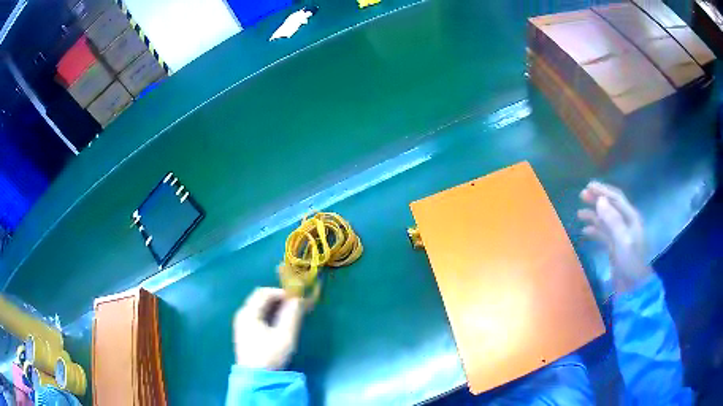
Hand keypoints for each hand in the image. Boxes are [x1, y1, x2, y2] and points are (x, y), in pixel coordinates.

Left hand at [233, 287, 303, 369]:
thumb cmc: (269, 355)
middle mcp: (242, 314)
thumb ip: (292, 315)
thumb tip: (298, 299)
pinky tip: (279, 324)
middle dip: (278, 299)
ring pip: (258, 308)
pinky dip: (269, 315)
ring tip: (290, 314)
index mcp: (248, 313)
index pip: (263, 293)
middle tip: (295, 306)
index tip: (295, 298)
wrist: (256, 377)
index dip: (280, 292)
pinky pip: (257, 316)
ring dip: (274, 307)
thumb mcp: (284, 335)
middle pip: (260, 299)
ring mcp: (242, 324)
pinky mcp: (244, 332)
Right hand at [577, 182, 652, 292]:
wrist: (634, 288)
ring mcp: (620, 236)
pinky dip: (594, 231)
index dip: (603, 190)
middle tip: (581, 196)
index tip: (588, 186)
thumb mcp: (623, 241)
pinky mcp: (615, 247)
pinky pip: (603, 234)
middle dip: (597, 200)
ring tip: (580, 213)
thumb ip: (613, 220)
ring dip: (593, 215)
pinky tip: (585, 231)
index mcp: (631, 218)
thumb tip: (600, 200)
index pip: (616, 199)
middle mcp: (626, 224)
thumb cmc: (631, 263)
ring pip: (605, 220)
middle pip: (610, 207)